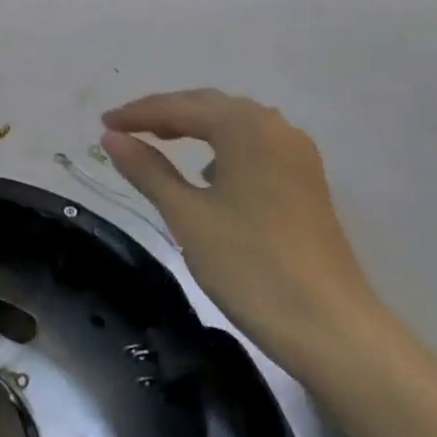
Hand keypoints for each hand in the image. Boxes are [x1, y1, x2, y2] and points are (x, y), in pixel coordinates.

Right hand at [100, 90, 383, 384]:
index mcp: (245, 127)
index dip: (137, 114)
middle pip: (209, 107)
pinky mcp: (306, 181)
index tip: (103, 124)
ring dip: (194, 127)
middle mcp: (275, 127)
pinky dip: (221, 147)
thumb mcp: (187, 216)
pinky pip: (253, 146)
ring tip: (158, 141)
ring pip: (233, 125)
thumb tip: (111, 138)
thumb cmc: (251, 266)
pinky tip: (207, 173)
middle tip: (123, 129)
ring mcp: (296, 154)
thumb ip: (147, 170)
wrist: (333, 330)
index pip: (179, 108)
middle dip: (164, 114)